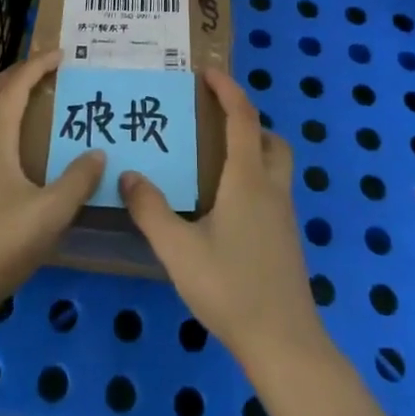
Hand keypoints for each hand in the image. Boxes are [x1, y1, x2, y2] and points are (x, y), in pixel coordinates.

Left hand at [0, 50, 104, 318]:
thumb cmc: (2, 241)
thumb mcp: (51, 212)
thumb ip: (78, 180)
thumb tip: (98, 153)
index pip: (15, 87)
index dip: (37, 66)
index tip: (61, 54)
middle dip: (19, 74)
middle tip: (46, 68)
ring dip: (7, 97)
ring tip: (33, 97)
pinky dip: (1, 120)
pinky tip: (16, 143)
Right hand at [120, 68, 325, 371]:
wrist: (284, 342)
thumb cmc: (231, 288)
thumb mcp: (179, 250)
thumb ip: (151, 210)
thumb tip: (129, 175)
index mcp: (248, 179)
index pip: (244, 118)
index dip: (228, 90)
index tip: (208, 72)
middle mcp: (271, 188)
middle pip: (270, 138)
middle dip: (247, 120)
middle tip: (214, 121)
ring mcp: (284, 214)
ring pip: (275, 164)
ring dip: (253, 148)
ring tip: (215, 159)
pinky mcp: (285, 238)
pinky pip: (272, 189)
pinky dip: (253, 178)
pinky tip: (225, 206)